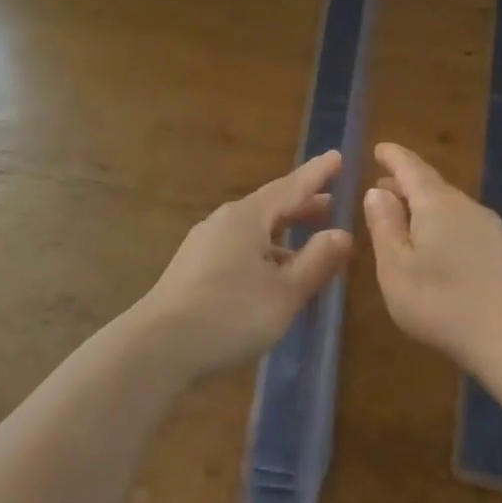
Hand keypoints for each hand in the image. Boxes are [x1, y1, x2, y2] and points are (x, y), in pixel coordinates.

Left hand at [134, 150, 354, 381]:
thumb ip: (317, 261)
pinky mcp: (194, 269)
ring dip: (284, 233)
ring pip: (254, 231)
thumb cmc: (230, 313)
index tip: (337, 157)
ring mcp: (204, 245)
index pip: (291, 187)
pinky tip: (273, 274)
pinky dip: (265, 251)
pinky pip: (239, 249)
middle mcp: (224, 222)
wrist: (159, 346)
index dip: (317, 174)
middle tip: (331, 204)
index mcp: (248, 218)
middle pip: (271, 207)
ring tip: (309, 244)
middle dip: (302, 206)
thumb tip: (343, 234)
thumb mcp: (285, 292)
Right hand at [362, 142, 501, 377]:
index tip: (379, 148)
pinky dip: (442, 223)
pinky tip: (436, 246)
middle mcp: (466, 205)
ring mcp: (489, 226)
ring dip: (423, 206)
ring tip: (403, 219)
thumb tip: (377, 191)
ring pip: (449, 205)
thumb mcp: (396, 268)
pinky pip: (463, 223)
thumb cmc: (441, 303)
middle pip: (431, 184)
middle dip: (404, 183)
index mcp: (436, 204)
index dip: (393, 156)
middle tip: (381, 189)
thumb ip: (384, 226)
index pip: (410, 168)